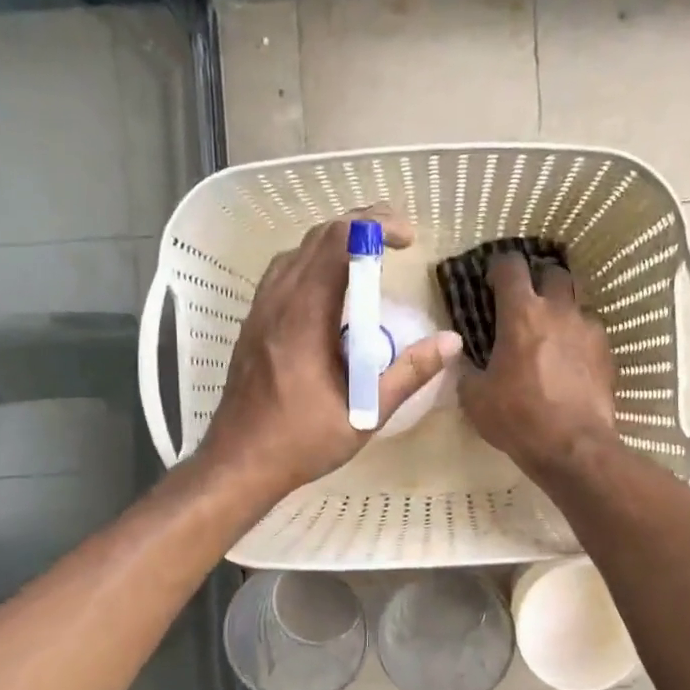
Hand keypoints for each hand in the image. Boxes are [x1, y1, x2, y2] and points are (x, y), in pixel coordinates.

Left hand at [197, 210, 462, 498]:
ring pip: (296, 252)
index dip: (374, 227)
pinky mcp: (253, 324)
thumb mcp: (366, 415)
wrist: (238, 463)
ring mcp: (259, 312)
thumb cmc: (302, 443)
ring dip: (334, 241)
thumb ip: (409, 374)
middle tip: (397, 237)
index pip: (336, 244)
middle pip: (316, 238)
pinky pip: (283, 273)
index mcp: (304, 320)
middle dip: (360, 225)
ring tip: (369, 254)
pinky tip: (333, 288)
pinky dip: (313, 262)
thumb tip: (451, 342)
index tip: (407, 239)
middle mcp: (277, 304)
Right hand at [458, 253, 617, 481]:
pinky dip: (579, 337)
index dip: (499, 267)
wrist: (573, 446)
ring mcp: (588, 329)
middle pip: (553, 272)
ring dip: (562, 308)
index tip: (492, 281)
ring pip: (577, 301)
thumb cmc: (517, 417)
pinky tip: (571, 359)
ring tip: (551, 331)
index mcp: (521, 314)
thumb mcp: (475, 397)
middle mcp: (558, 310)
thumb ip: (466, 369)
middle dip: (538, 280)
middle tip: (526, 301)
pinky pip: (591, 332)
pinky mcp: (607, 352)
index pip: (511, 266)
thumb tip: (462, 358)